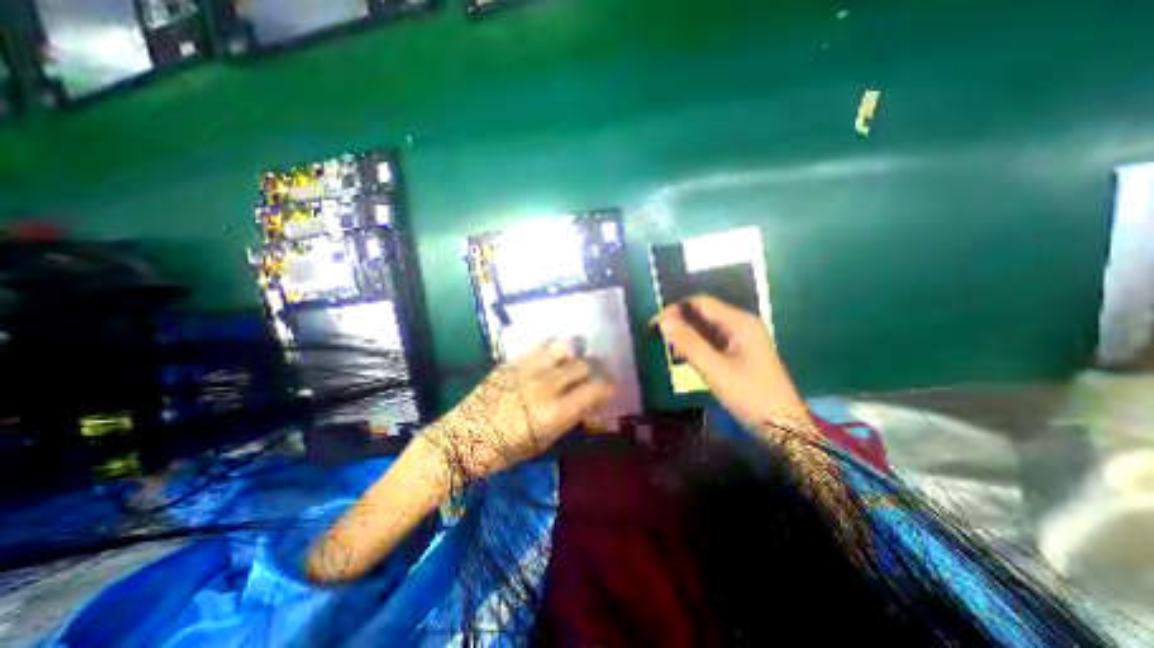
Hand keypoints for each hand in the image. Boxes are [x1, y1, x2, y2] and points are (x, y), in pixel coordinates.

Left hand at [425, 339, 611, 480]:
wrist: (461, 438)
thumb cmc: (503, 450)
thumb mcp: (542, 444)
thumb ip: (568, 421)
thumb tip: (587, 407)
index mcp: (555, 411)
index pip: (596, 389)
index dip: (606, 388)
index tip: (603, 392)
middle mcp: (546, 384)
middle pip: (582, 365)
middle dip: (589, 373)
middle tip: (583, 381)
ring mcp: (528, 369)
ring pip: (564, 346)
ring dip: (570, 356)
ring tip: (565, 365)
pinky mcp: (512, 362)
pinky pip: (539, 347)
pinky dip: (549, 352)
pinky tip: (545, 362)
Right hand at [658, 296, 808, 432]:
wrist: (784, 427)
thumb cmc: (750, 395)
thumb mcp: (715, 369)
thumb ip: (688, 343)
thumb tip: (663, 321)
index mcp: (740, 322)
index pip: (701, 302)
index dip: (676, 310)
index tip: (655, 326)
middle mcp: (741, 324)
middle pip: (704, 313)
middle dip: (680, 323)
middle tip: (659, 340)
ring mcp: (742, 339)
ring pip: (707, 328)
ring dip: (687, 336)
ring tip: (670, 351)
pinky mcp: (740, 353)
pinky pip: (713, 342)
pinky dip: (697, 346)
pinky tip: (686, 359)